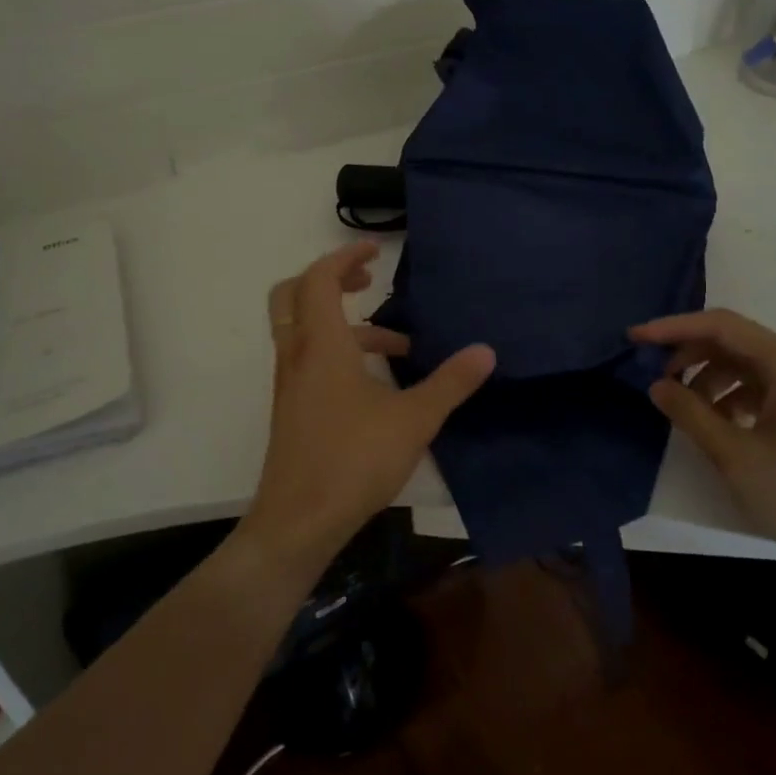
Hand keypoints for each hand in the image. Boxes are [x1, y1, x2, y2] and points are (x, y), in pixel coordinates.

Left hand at [243, 242, 495, 567]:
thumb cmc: (354, 460)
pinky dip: (336, 353)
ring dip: (343, 324)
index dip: (345, 256)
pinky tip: (377, 387)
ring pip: (303, 330)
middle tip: (366, 282)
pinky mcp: (291, 409)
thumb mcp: (414, 419)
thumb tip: (486, 350)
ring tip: (397, 346)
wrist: (298, 522)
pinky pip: (307, 360)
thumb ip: (451, 382)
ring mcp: (289, 384)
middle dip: (329, 279)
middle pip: (294, 294)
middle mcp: (297, 355)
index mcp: (321, 344)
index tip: (376, 252)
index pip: (320, 278)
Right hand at [630, 309, 775, 570]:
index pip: (721, 326)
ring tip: (685, 409)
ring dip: (709, 377)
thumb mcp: (735, 455)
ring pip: (746, 363)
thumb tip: (657, 386)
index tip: (635, 338)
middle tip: (656, 378)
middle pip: (733, 340)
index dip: (673, 328)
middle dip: (689, 354)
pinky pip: (762, 384)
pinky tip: (718, 423)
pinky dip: (732, 395)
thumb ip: (691, 414)